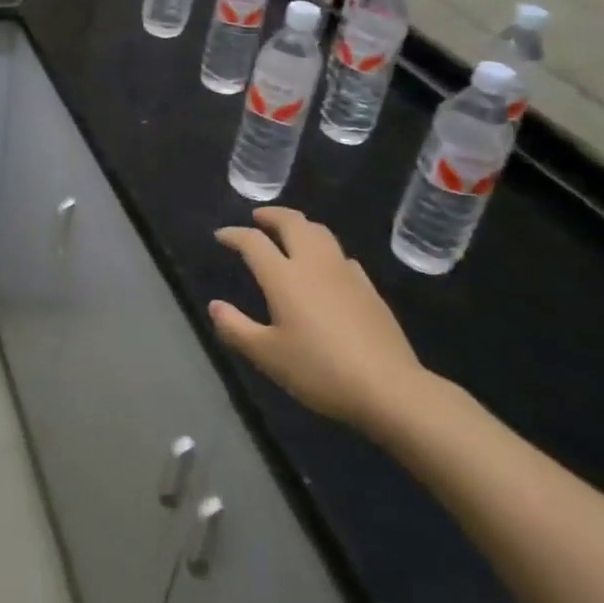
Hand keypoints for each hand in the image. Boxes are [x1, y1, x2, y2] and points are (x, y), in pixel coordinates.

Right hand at [210, 207, 433, 440]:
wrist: (388, 387)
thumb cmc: (320, 370)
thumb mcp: (268, 356)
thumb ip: (236, 328)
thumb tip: (215, 305)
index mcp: (284, 276)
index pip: (253, 242)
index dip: (234, 235)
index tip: (221, 236)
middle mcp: (313, 263)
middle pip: (292, 222)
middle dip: (271, 215)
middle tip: (258, 217)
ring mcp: (344, 272)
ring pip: (320, 232)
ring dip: (300, 225)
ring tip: (290, 231)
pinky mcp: (368, 287)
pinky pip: (341, 255)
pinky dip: (325, 249)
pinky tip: (326, 266)